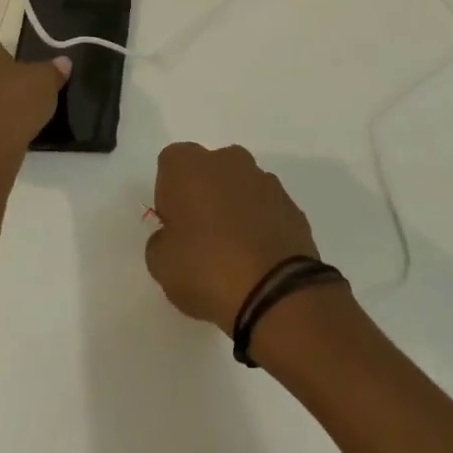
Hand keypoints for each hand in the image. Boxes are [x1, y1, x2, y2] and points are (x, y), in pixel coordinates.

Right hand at [144, 142, 319, 332]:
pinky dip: (259, 224)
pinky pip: (265, 208)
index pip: (170, 163)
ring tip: (232, 253)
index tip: (173, 225)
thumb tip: (173, 237)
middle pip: (208, 170)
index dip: (168, 193)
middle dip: (203, 195)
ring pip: (240, 187)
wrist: (275, 291)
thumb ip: (161, 241)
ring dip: (233, 208)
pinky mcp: (291, 205)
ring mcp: (265, 180)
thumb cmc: (206, 269)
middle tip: (199, 237)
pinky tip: (257, 258)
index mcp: (190, 166)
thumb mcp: (161, 264)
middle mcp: (228, 161)